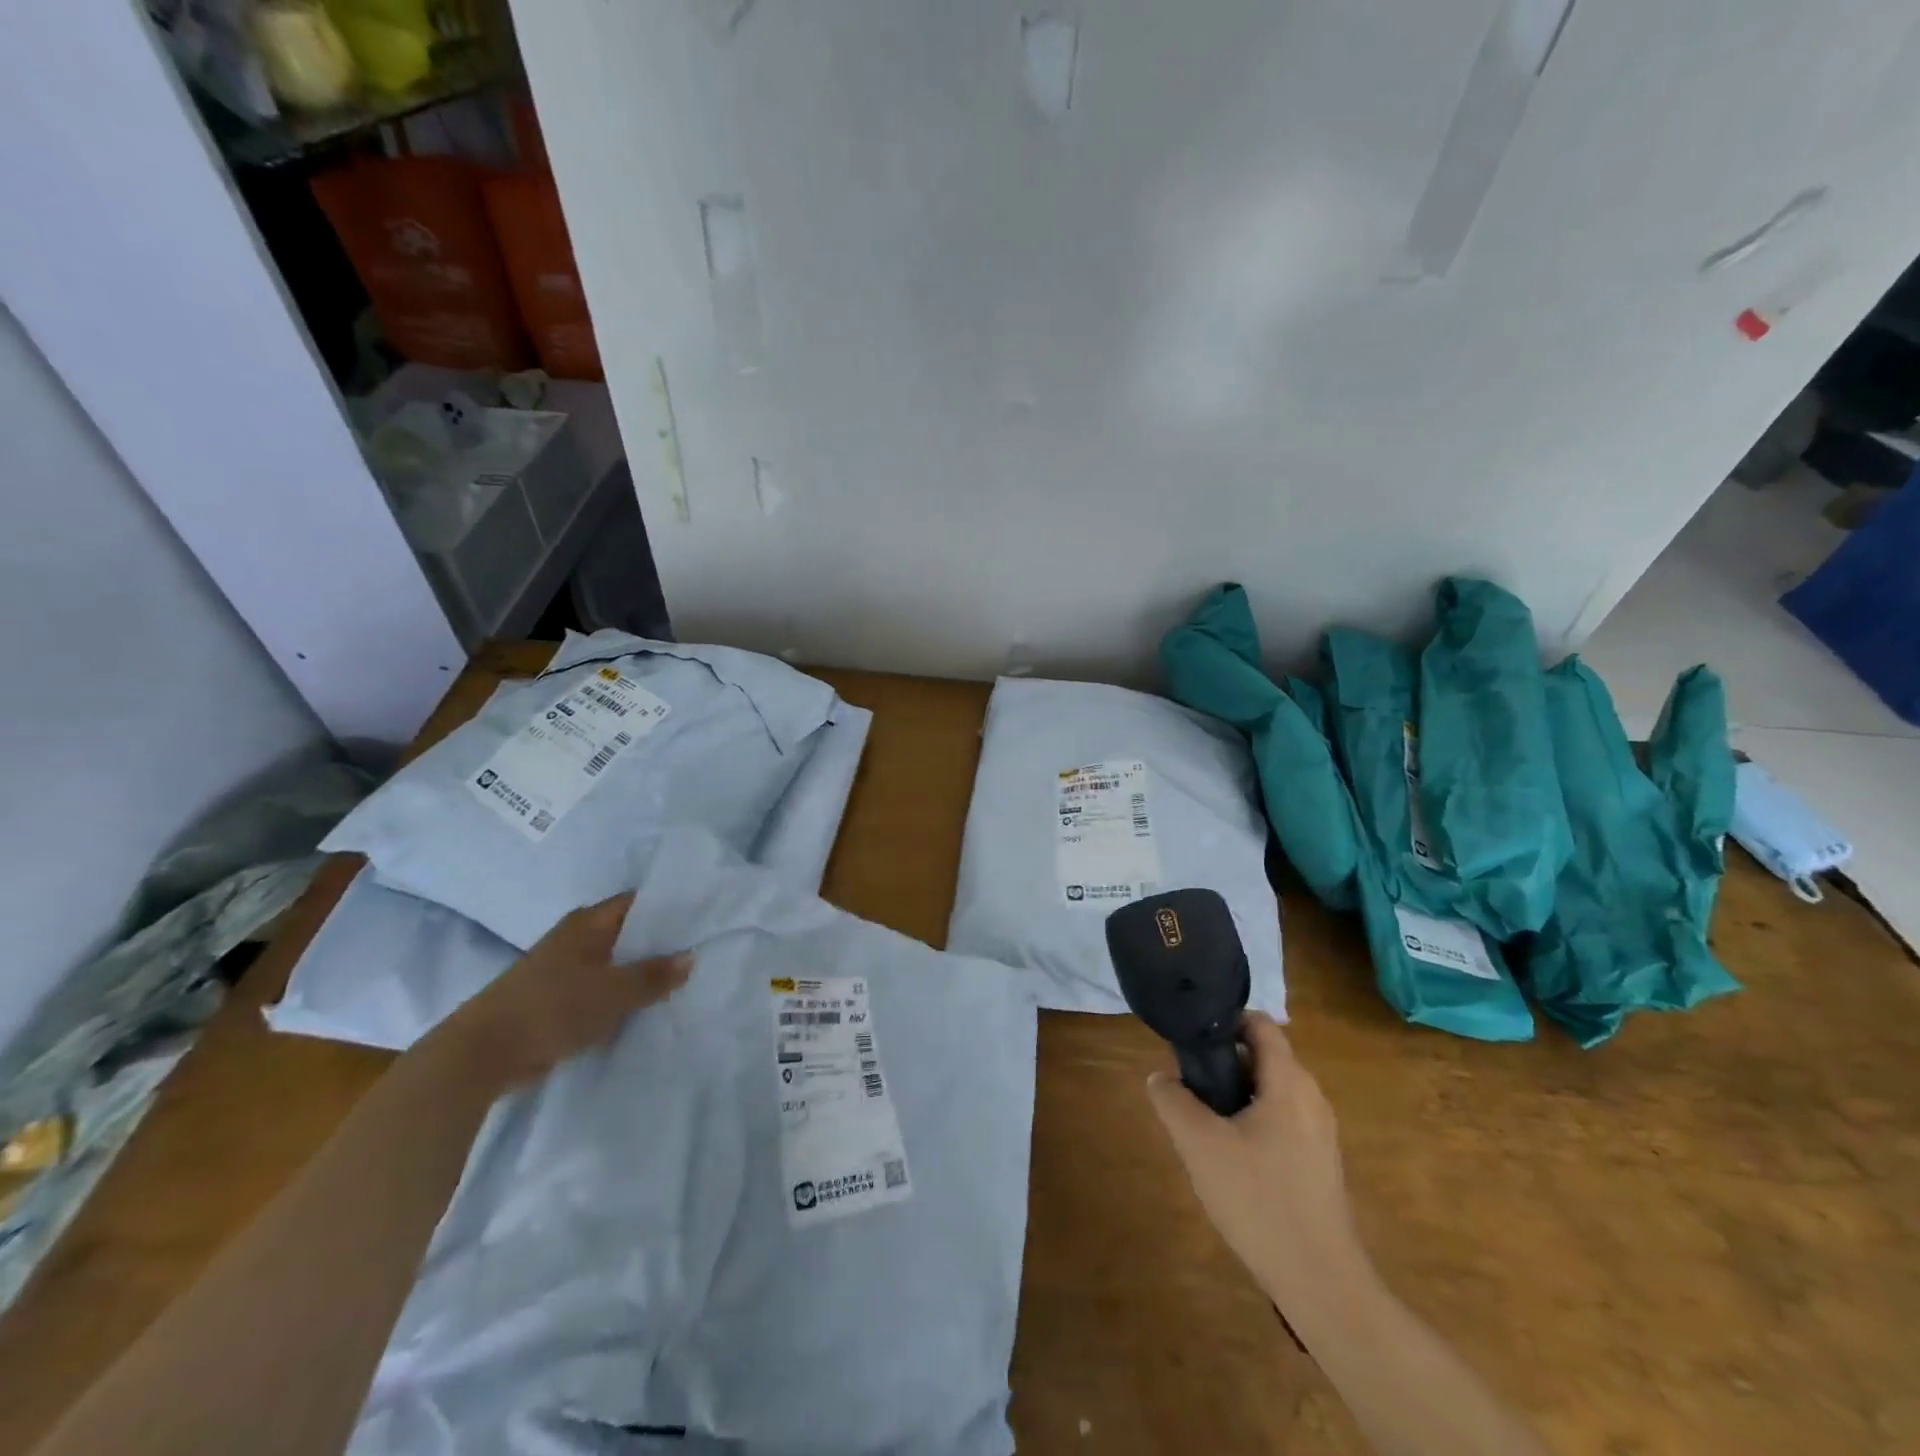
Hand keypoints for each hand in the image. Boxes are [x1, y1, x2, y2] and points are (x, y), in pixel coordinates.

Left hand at [435, 893, 691, 1091]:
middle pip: (628, 933)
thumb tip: (690, 957)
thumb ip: (653, 975)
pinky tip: (647, 1007)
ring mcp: (564, 969)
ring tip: (683, 980)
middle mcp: (576, 939)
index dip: (670, 907)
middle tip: (701, 949)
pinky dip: (621, 996)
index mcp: (588, 923)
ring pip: (615, 964)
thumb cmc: (551, 1009)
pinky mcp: (557, 999)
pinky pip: (601, 990)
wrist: (481, 1054)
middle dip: (661, 943)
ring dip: (641, 973)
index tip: (703, 916)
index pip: (638, 903)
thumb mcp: (612, 992)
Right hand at [1147, 1011, 1362, 1306]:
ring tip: (1204, 1123)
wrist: (1321, 1283)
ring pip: (1271, 1091)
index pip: (1260, 1024)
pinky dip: (1253, 1122)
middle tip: (1190, 1086)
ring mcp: (1320, 1133)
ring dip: (1237, 1095)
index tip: (1192, 1038)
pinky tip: (1231, 1159)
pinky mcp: (1320, 1164)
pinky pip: (1282, 1121)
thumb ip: (1173, 1102)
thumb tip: (1160, 1078)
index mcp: (1289, 1082)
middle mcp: (1311, 1097)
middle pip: (1263, 1057)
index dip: (1225, 1021)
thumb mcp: (1200, 1145)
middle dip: (1224, 1063)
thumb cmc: (1259, 1200)